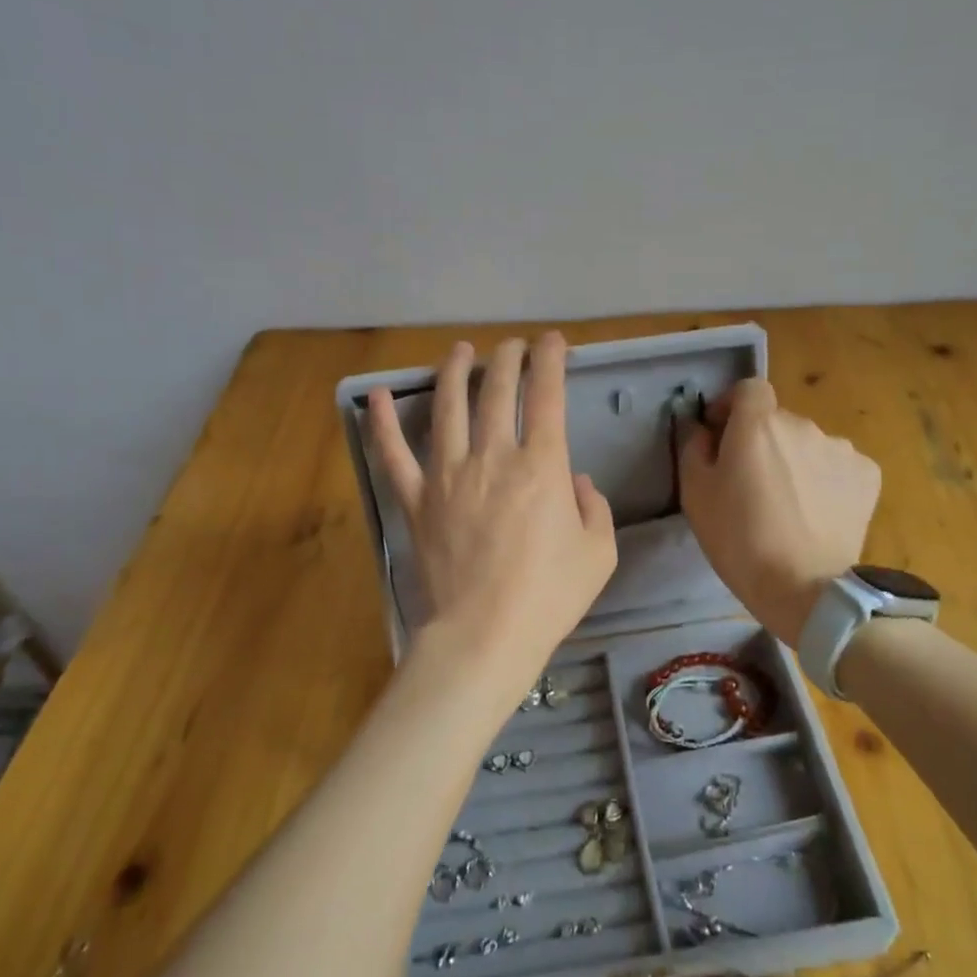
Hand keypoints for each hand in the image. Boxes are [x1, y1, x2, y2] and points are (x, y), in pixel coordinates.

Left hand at [368, 334, 616, 685]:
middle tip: (512, 345)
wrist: (484, 635)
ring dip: (455, 372)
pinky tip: (379, 394)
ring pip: (449, 408)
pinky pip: (395, 454)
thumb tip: (576, 481)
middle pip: (498, 392)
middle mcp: (493, 457)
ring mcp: (448, 475)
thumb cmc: (548, 596)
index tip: (553, 342)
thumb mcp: (597, 553)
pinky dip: (384, 423)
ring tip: (461, 350)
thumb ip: (594, 507)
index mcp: (542, 466)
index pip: (547, 396)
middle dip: (507, 359)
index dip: (551, 361)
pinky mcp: (417, 500)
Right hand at [679, 378, 880, 647]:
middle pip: (778, 421)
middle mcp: (803, 424)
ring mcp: (840, 449)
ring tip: (788, 505)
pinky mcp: (867, 475)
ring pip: (808, 445)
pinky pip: (837, 467)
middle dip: (763, 442)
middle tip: (752, 485)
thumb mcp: (695, 494)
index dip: (733, 406)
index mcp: (758, 424)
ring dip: (796, 462)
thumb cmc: (738, 539)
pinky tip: (817, 514)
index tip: (723, 435)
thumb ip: (693, 447)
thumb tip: (700, 426)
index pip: (749, 388)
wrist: (804, 588)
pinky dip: (825, 481)